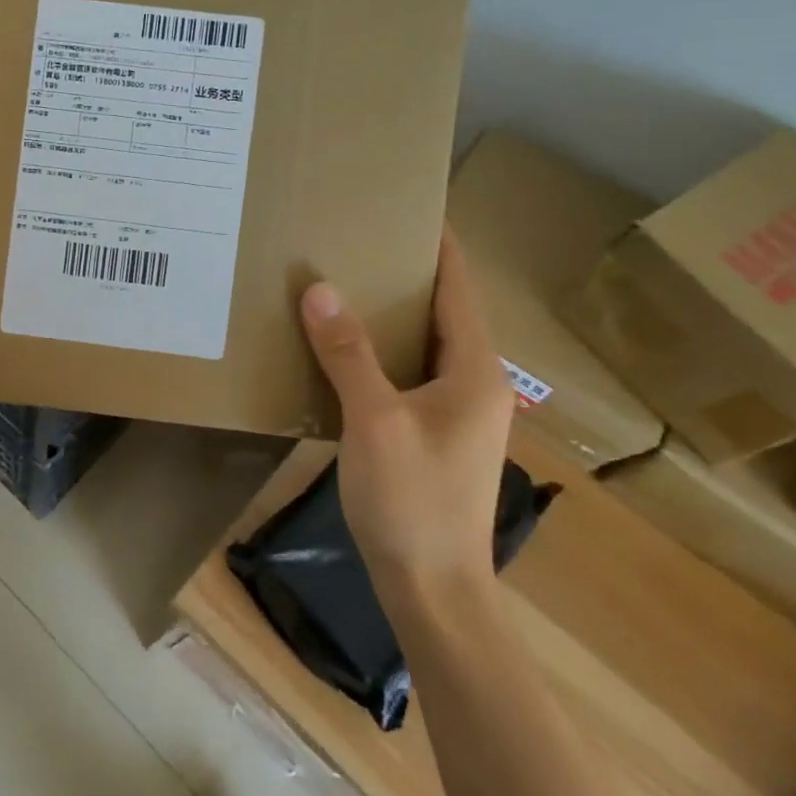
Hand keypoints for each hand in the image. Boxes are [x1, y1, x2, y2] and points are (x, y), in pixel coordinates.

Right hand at [299, 232, 514, 596]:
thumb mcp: (374, 420)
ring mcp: (456, 413)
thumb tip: (319, 288)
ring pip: (422, 345)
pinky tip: (339, 349)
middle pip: (442, 312)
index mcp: (476, 371)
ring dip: (388, 315)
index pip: (459, 288)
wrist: (432, 589)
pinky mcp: (432, 435)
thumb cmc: (412, 500)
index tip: (406, 207)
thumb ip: (348, 353)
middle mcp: (475, 384)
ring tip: (341, 284)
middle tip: (353, 242)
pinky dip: (379, 352)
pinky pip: (406, 374)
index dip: (438, 246)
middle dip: (403, 275)